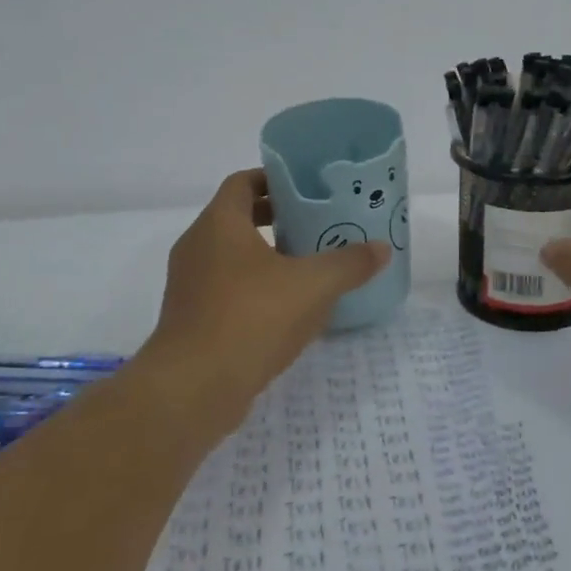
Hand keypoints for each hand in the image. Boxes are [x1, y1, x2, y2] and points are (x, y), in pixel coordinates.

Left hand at [142, 169, 390, 424]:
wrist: (191, 390)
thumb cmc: (250, 319)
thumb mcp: (312, 286)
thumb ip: (349, 264)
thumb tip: (381, 248)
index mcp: (219, 223)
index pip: (243, 182)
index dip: (274, 179)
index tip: (306, 189)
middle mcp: (197, 245)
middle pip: (237, 217)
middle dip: (275, 218)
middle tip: (314, 225)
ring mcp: (188, 284)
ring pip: (230, 256)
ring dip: (265, 256)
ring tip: (306, 266)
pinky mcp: (190, 318)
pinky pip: (224, 288)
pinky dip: (252, 288)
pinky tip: (285, 309)